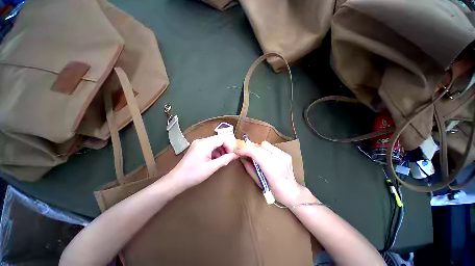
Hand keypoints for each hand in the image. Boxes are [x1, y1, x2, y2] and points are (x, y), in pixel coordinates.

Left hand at [166, 135, 237, 190]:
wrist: (176, 180)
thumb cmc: (194, 174)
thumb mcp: (211, 167)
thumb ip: (225, 159)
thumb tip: (236, 154)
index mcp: (205, 144)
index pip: (222, 138)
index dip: (230, 145)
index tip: (232, 154)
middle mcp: (201, 140)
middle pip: (219, 139)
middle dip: (226, 147)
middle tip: (230, 157)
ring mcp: (198, 143)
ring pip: (215, 143)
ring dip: (221, 150)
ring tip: (223, 159)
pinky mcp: (197, 147)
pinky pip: (210, 146)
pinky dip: (215, 151)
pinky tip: (216, 159)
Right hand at [235, 141, 314, 205]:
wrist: (292, 192)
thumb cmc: (274, 191)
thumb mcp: (258, 182)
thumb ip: (249, 168)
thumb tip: (242, 158)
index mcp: (272, 169)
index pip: (256, 153)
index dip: (245, 150)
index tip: (238, 151)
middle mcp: (279, 159)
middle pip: (260, 146)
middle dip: (251, 149)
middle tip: (246, 154)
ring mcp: (284, 155)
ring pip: (265, 144)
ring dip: (258, 149)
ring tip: (257, 156)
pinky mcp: (286, 154)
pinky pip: (271, 147)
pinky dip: (265, 150)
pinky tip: (265, 157)